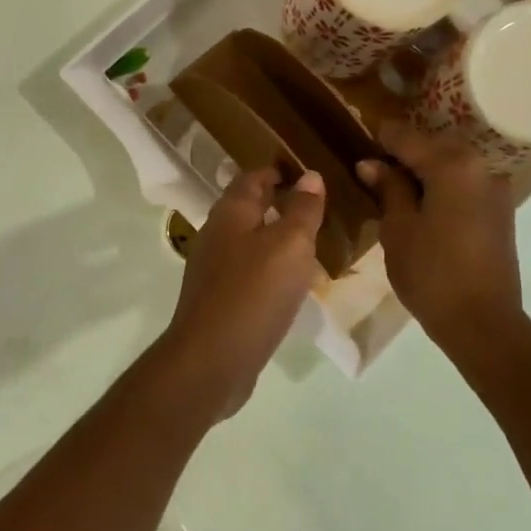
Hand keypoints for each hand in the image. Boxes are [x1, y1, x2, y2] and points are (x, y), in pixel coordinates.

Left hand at [161, 166, 325, 415]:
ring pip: (248, 241)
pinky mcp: (218, 299)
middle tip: (318, 207)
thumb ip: (302, 210)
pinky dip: (269, 268)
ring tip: (311, 242)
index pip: (253, 177)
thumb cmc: (253, 293)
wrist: (212, 359)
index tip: (310, 173)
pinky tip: (290, 282)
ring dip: (275, 238)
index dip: (280, 171)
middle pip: (248, 208)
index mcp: (230, 213)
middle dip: (279, 204)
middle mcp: (216, 234)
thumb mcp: (289, 245)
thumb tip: (311, 176)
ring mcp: (213, 269)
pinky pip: (248, 272)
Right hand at [357, 120, 530, 354]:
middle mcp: (480, 166)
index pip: (407, 137)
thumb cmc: (431, 273)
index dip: (380, 135)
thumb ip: (388, 189)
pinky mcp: (499, 209)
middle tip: (371, 160)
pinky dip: (441, 182)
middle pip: (434, 145)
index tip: (358, 128)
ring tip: (391, 181)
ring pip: (451, 163)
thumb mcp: (398, 228)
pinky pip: (464, 182)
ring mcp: (495, 188)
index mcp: (453, 165)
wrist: (482, 322)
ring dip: (423, 166)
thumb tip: (370, 163)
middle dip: (403, 149)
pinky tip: (419, 198)